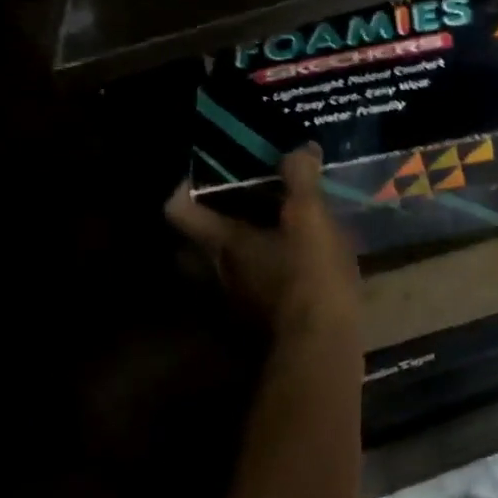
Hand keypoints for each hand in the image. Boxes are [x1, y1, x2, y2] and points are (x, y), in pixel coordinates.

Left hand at [165, 145, 361, 339]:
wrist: (319, 349)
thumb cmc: (308, 278)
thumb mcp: (311, 219)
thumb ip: (301, 180)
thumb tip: (300, 148)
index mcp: (219, 244)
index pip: (177, 210)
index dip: (184, 188)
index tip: (205, 175)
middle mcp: (212, 276)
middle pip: (189, 246)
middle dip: (207, 226)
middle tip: (237, 208)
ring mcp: (228, 307)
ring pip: (214, 274)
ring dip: (231, 256)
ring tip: (265, 240)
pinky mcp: (250, 330)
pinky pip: (242, 296)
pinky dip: (254, 282)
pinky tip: (284, 276)